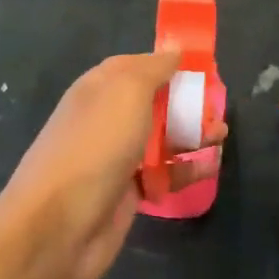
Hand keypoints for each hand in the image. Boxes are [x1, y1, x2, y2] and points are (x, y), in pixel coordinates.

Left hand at [0, 52, 224, 278]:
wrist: (57, 227)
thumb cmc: (94, 146)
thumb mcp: (126, 92)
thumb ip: (153, 69)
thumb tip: (174, 51)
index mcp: (99, 87)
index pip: (138, 65)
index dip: (169, 64)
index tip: (204, 67)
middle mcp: (107, 118)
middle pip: (154, 102)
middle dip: (187, 101)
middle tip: (218, 106)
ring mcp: (116, 157)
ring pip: (162, 138)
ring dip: (192, 134)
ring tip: (222, 135)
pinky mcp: (128, 193)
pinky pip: (163, 174)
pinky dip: (187, 169)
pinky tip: (211, 166)